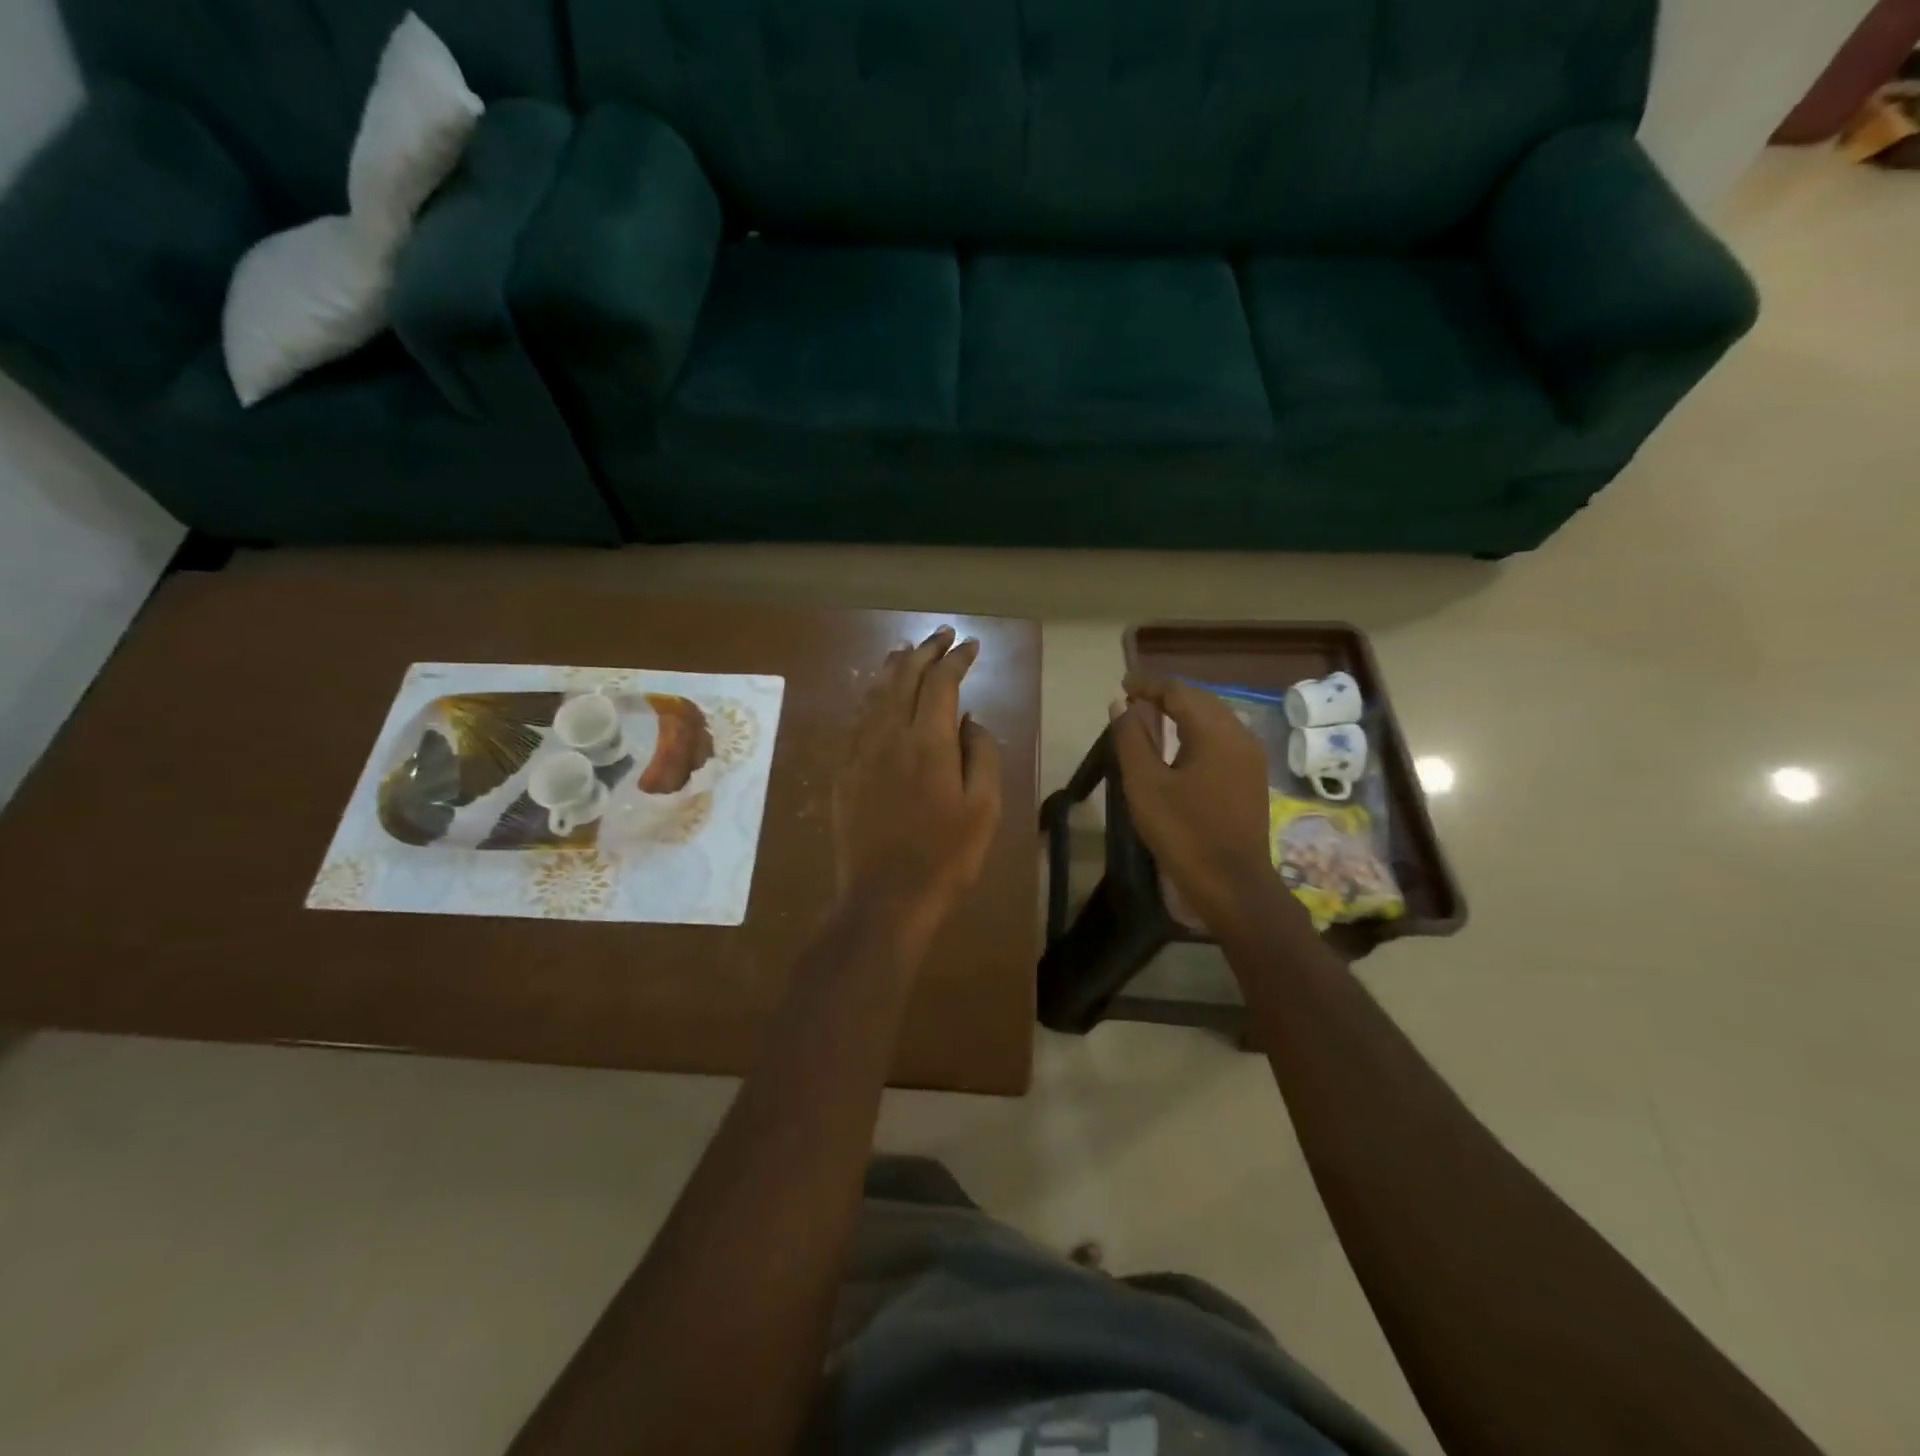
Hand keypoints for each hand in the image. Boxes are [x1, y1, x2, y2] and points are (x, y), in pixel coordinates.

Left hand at [835, 626, 1002, 952]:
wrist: (885, 899)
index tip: (971, 645)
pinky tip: (877, 697)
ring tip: (907, 652)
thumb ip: (981, 754)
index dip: (957, 658)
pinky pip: (857, 720)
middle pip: (903, 677)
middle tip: (942, 635)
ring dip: (893, 666)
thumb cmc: (946, 857)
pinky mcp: (843, 773)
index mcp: (927, 742)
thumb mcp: (984, 808)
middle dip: (924, 651)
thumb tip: (969, 719)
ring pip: (874, 693)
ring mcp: (859, 753)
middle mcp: (888, 736)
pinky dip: (871, 697)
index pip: (941, 682)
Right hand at [1109, 672, 1292, 933]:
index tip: (1122, 685)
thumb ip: (1132, 738)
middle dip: (1165, 695)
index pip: (1179, 691)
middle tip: (1132, 701)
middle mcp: (1240, 735)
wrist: (1231, 885)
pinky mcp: (1251, 777)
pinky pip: (1221, 738)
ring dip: (1181, 713)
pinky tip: (1176, 747)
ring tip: (1149, 720)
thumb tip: (1123, 705)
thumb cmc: (1183, 833)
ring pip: (1212, 718)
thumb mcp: (1145, 784)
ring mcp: (1250, 757)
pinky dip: (1195, 732)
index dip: (1148, 684)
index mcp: (1215, 732)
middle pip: (1199, 700)